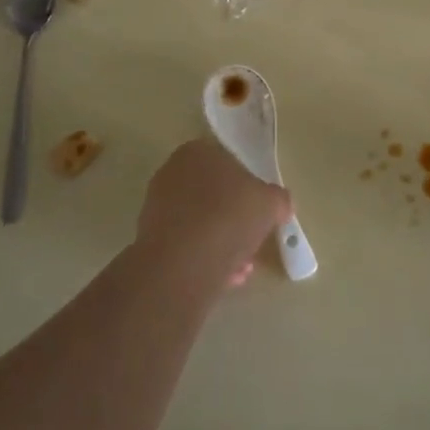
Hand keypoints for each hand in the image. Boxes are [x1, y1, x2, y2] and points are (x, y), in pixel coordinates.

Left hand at [136, 139, 290, 281]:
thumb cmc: (229, 217)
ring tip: (242, 266)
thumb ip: (278, 200)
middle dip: (235, 218)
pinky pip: (188, 245)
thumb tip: (279, 205)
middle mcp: (172, 173)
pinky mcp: (150, 240)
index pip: (229, 162)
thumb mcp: (271, 203)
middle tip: (253, 238)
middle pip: (214, 195)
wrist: (184, 263)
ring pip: (201, 223)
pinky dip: (206, 258)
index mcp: (198, 152)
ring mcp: (157, 207)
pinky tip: (225, 277)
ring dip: (223, 242)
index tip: (261, 209)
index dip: (249, 187)